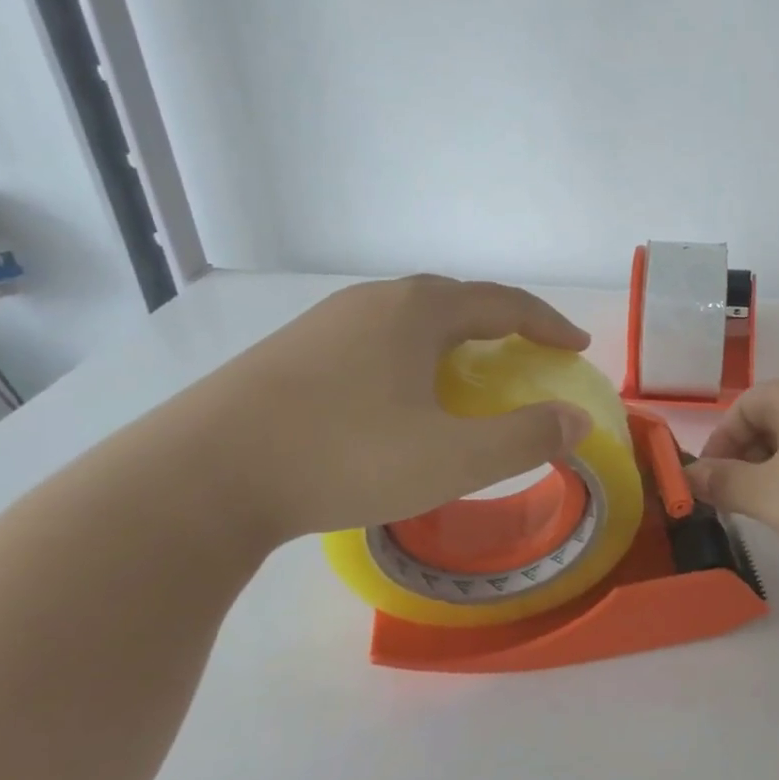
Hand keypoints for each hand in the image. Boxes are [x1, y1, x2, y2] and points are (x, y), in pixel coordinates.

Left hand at [187, 276, 593, 543]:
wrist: (201, 478)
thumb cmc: (344, 457)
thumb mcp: (452, 459)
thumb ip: (525, 438)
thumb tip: (577, 421)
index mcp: (417, 311)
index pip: (503, 302)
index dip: (548, 323)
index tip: (576, 347)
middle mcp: (372, 302)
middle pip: (455, 301)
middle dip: (501, 325)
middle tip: (527, 355)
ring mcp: (323, 324)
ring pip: (408, 320)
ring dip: (452, 340)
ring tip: (466, 375)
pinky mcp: (289, 353)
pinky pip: (371, 341)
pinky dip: (409, 357)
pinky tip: (397, 397)